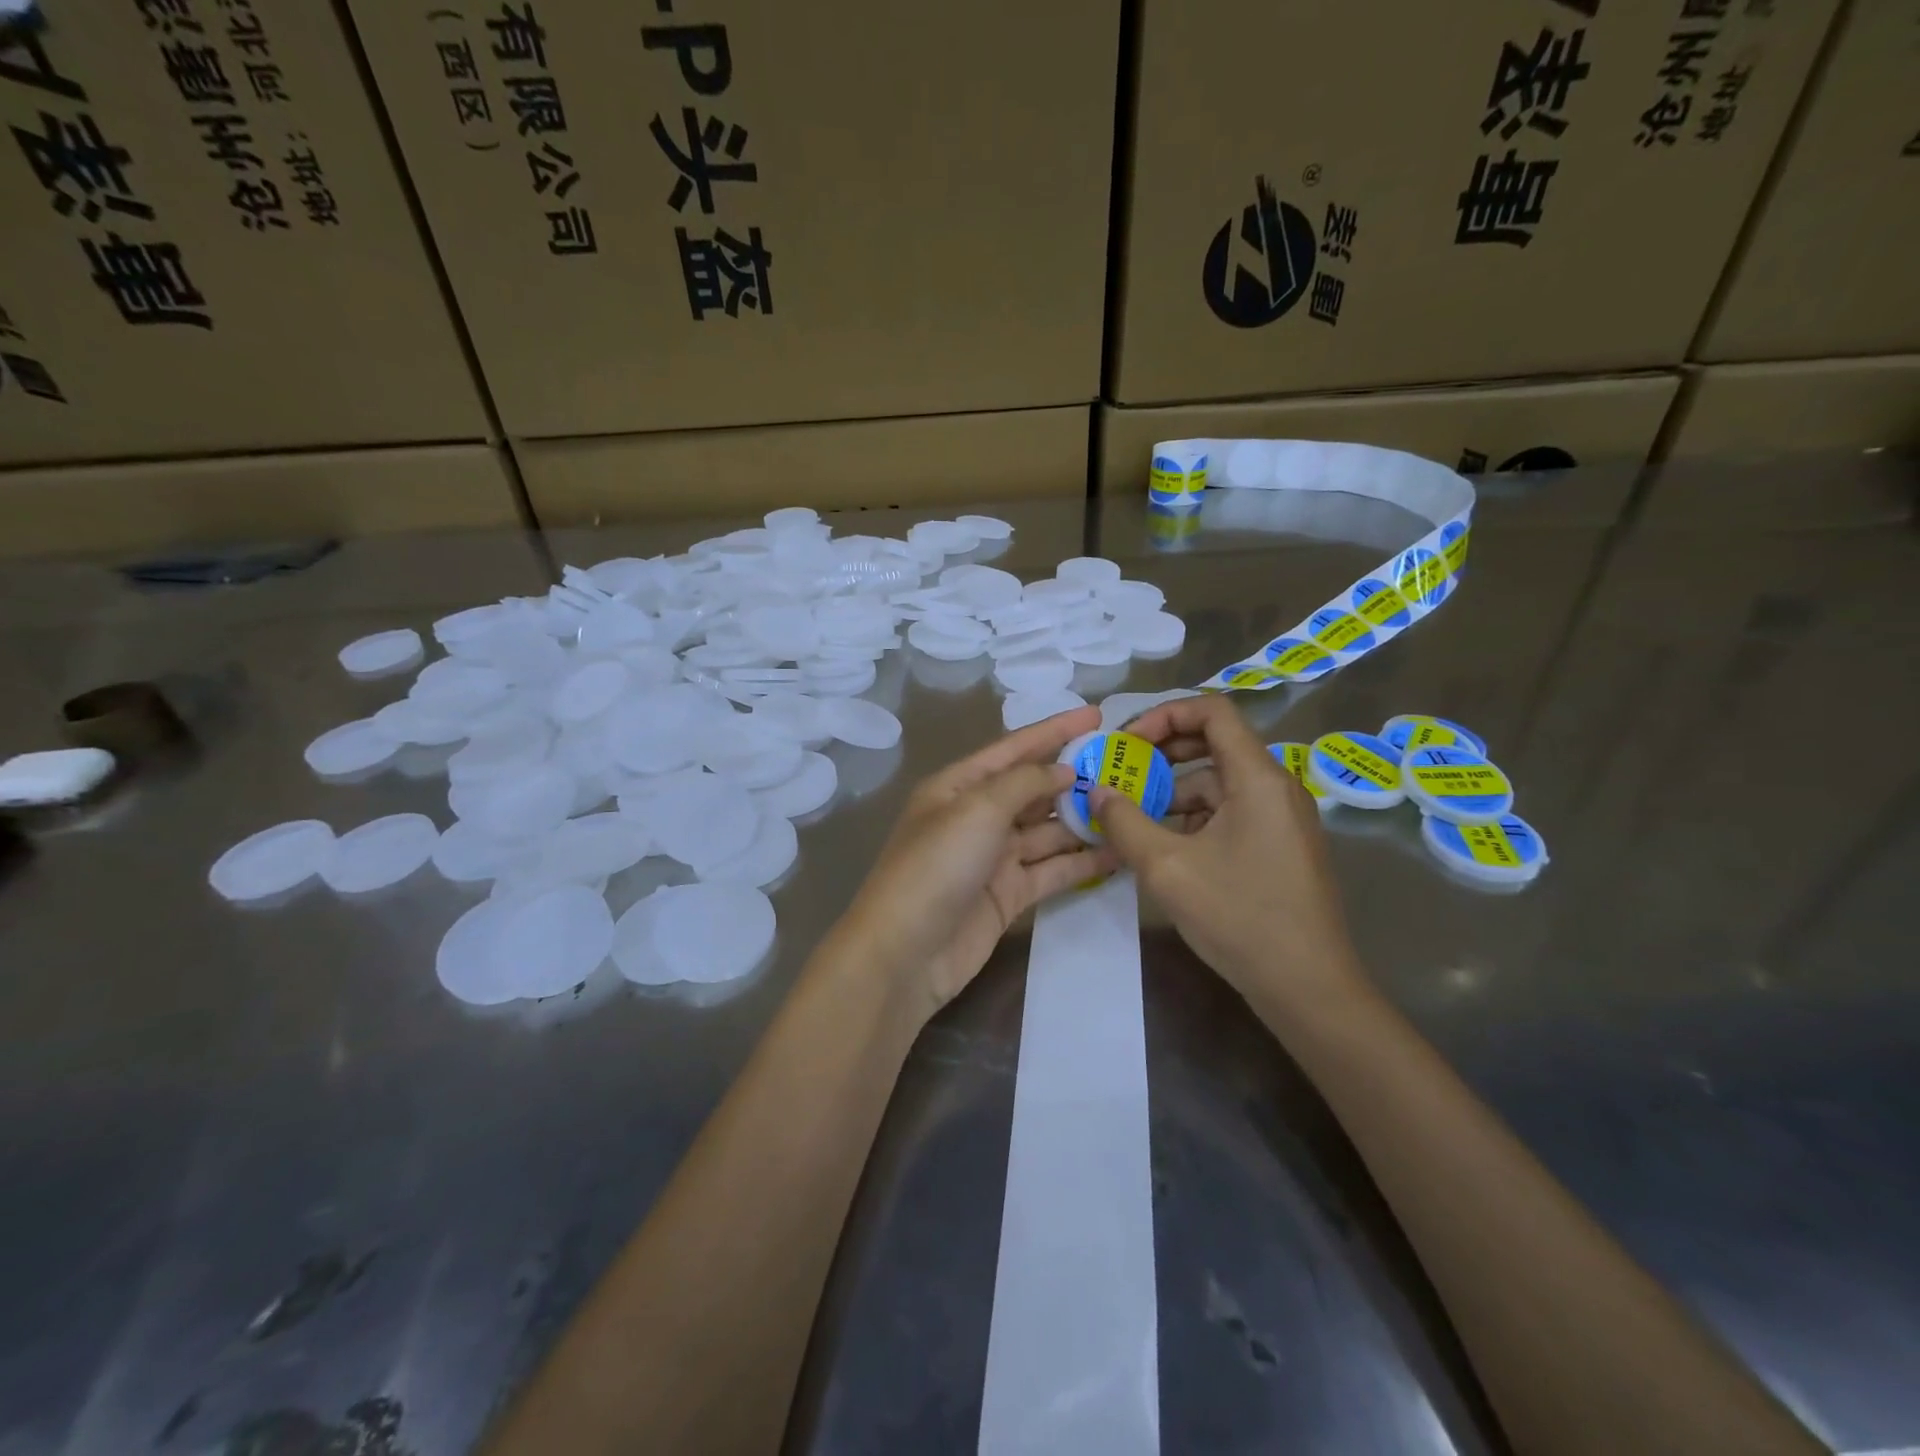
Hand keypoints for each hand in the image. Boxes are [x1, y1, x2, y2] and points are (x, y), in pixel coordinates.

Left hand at [832, 705, 1115, 1023]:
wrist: (906, 952)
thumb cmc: (937, 866)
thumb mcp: (977, 809)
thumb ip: (1024, 782)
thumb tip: (1062, 770)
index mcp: (959, 786)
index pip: (1014, 748)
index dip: (1054, 730)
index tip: (1097, 715)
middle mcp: (977, 816)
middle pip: (1033, 789)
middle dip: (1075, 777)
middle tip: (1128, 768)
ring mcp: (994, 858)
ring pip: (1047, 831)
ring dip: (1084, 820)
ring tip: (1134, 808)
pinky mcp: (1009, 894)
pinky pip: (1052, 869)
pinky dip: (1082, 861)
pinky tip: (1118, 852)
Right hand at [1091, 695, 1366, 1016]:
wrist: (1308, 988)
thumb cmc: (1240, 918)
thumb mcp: (1168, 868)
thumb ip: (1124, 821)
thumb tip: (1096, 790)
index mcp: (1258, 778)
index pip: (1212, 710)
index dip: (1163, 714)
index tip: (1126, 743)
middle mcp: (1276, 786)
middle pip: (1214, 743)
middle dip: (1161, 753)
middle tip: (1119, 774)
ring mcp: (1281, 818)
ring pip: (1218, 783)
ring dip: (1172, 791)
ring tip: (1130, 816)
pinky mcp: (1278, 845)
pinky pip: (1229, 812)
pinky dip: (1193, 818)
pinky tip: (1162, 845)